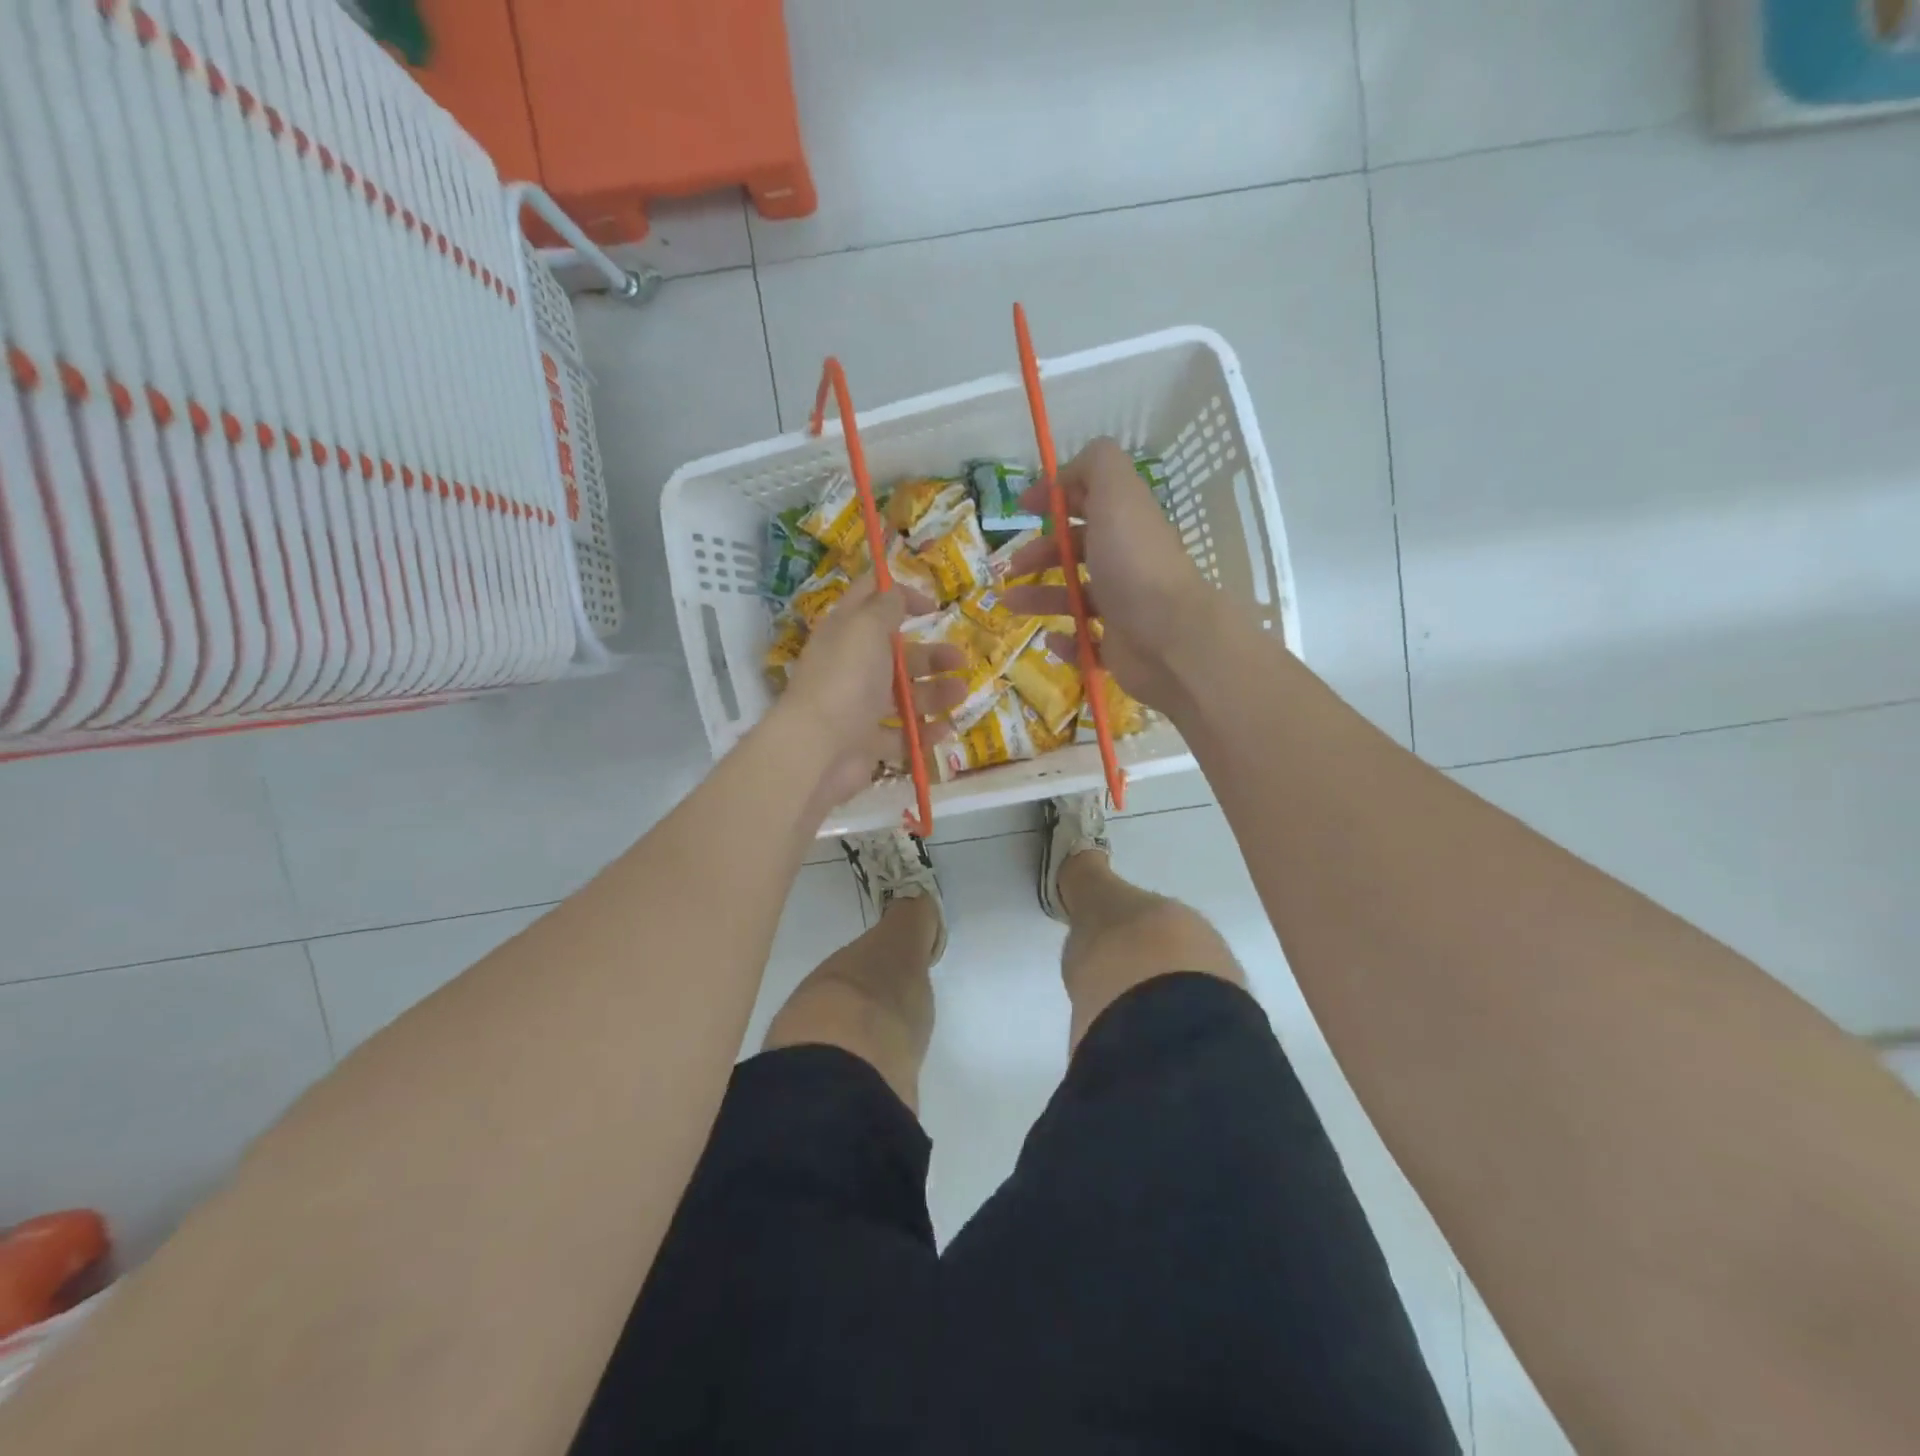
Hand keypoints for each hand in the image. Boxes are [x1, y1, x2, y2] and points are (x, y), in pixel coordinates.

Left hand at [776, 576, 965, 810]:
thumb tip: (894, 592)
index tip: (933, 606)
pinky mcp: (867, 743)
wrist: (819, 749)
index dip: (900, 594)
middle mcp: (851, 667)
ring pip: (903, 696)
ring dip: (935, 693)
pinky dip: (924, 732)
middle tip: (959, 659)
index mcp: (845, 633)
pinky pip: (902, 736)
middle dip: (930, 655)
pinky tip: (946, 728)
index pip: (870, 600)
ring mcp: (859, 708)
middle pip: (896, 655)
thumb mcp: (866, 628)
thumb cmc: (846, 679)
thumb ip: (885, 606)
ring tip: (960, 694)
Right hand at [999, 437, 1217, 709]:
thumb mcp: (1116, 493)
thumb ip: (1096, 464)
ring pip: (1073, 598)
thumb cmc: (1134, 562)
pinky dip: (1065, 641)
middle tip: (1012, 565)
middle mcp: (1126, 562)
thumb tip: (1068, 472)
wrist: (1168, 637)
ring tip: (1008, 603)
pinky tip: (1051, 639)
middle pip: (1077, 551)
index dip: (1056, 498)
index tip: (1022, 508)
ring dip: (1038, 598)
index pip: (1091, 501)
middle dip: (1040, 553)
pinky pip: (1084, 643)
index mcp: (1126, 523)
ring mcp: (1123, 607)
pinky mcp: (1118, 647)